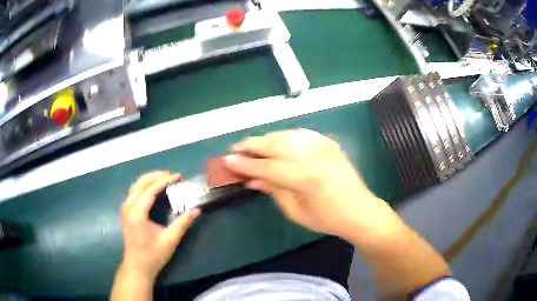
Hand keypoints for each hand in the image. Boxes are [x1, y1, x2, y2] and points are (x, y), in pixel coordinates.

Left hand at [119, 171, 200, 280]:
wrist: (137, 267)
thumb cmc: (153, 255)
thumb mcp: (170, 240)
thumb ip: (183, 223)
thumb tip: (197, 210)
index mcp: (137, 213)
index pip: (150, 189)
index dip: (164, 180)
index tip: (178, 176)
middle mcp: (128, 207)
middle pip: (140, 183)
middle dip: (156, 175)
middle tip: (172, 175)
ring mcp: (125, 209)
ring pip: (135, 186)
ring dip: (149, 179)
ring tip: (164, 179)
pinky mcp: (125, 213)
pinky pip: (133, 192)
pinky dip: (143, 186)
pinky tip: (152, 190)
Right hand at [224, 129, 393, 241]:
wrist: (360, 210)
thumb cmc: (328, 219)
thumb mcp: (296, 211)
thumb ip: (273, 190)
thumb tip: (250, 178)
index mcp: (306, 178)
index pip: (267, 167)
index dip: (245, 164)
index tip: (227, 160)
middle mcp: (315, 156)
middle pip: (275, 144)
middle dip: (252, 145)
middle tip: (235, 149)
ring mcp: (324, 146)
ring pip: (286, 135)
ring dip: (266, 139)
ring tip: (251, 146)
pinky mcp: (329, 143)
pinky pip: (301, 135)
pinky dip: (284, 137)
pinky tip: (275, 142)